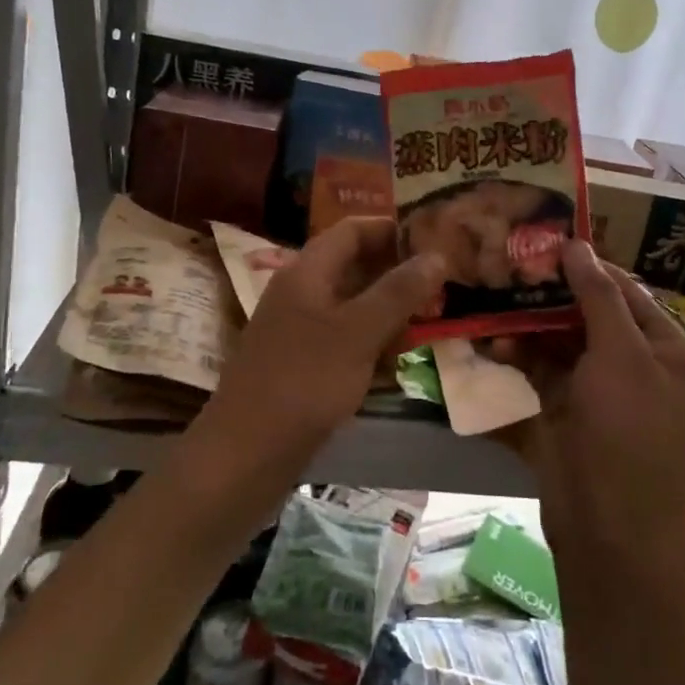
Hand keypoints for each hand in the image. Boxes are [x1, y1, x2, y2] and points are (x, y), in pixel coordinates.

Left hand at [211, 217, 444, 452]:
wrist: (245, 455)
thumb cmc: (304, 382)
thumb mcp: (359, 332)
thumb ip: (399, 292)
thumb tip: (437, 254)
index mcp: (307, 272)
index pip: (352, 230)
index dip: (392, 230)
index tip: (433, 241)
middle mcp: (300, 292)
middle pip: (353, 266)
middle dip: (396, 275)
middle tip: (439, 287)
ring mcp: (298, 329)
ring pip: (352, 306)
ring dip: (388, 311)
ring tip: (426, 324)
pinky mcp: (302, 363)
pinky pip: (343, 339)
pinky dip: (370, 342)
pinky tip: (393, 363)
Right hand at [507, 241, 684, 547]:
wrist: (608, 527)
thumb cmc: (627, 431)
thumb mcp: (621, 354)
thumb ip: (598, 297)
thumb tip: (577, 244)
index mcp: (662, 346)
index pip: (623, 288)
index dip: (587, 264)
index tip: (543, 243)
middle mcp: (632, 361)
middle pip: (588, 311)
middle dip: (550, 293)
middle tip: (508, 268)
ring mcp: (596, 388)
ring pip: (559, 339)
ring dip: (528, 323)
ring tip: (494, 300)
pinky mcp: (564, 410)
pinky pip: (540, 370)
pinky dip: (519, 355)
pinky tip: (493, 343)